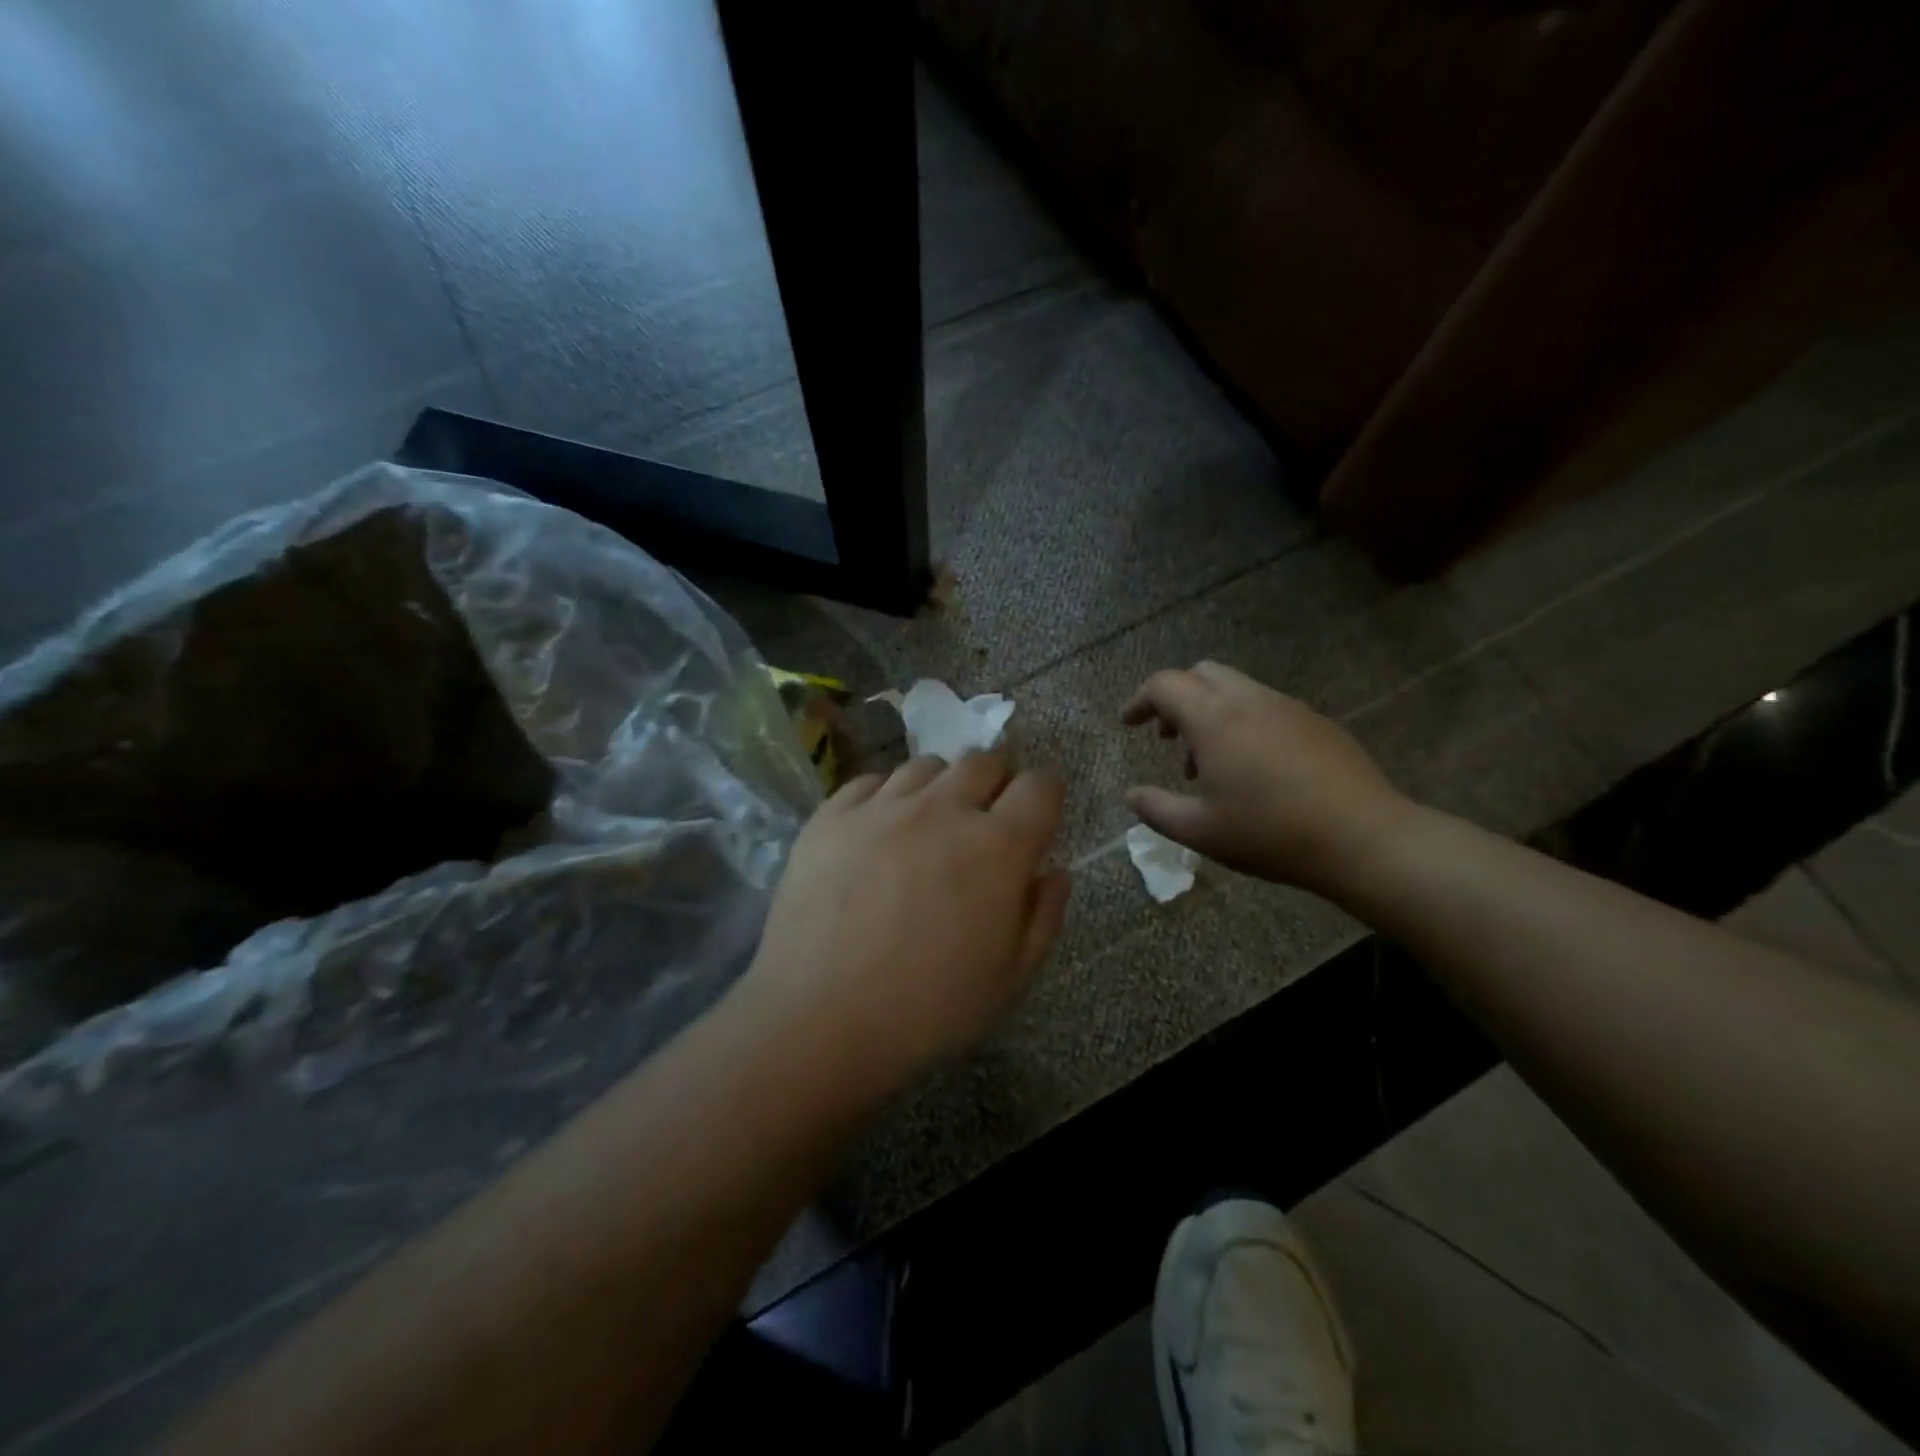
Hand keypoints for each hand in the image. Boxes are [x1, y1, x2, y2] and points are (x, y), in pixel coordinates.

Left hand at [738, 751, 1071, 1095]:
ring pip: (927, 765)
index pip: (1040, 785)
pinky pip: (871, 781)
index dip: (1045, 795)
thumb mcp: (1010, 979)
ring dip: (941, 787)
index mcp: (998, 847)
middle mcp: (943, 809)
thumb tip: (1054, 872)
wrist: (818, 1020)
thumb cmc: (928, 1009)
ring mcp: (882, 807)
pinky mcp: (832, 815)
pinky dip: (886, 797)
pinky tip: (878, 832)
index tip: (1035, 817)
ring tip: (928, 825)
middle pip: (984, 759)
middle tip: (984, 819)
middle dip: (996, 781)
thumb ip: (1043, 916)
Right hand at [1121, 661, 1415, 899]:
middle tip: (1168, 738)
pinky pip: (1266, 706)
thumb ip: (1156, 809)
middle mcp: (1249, 701)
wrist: (1363, 838)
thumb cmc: (1270, 833)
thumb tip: (1131, 794)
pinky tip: (1253, 768)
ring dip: (1210, 712)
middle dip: (1176, 697)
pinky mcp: (1316, 722)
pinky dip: (1242, 721)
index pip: (1165, 685)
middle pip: (1201, 673)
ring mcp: (1287, 707)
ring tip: (1209, 763)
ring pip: (1235, 689)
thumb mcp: (1199, 831)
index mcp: (1214, 719)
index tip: (1129, 724)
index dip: (1140, 700)